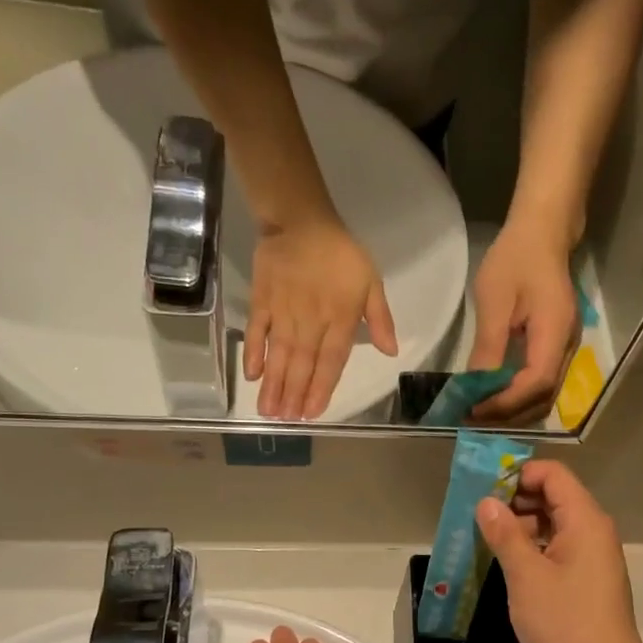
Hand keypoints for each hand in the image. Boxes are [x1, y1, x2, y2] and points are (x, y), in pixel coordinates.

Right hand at [245, 218, 397, 419]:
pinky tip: (252, 375)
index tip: (312, 412)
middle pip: (302, 363)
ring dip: (274, 384)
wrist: (301, 221)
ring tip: (268, 410)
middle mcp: (311, 321)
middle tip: (286, 421)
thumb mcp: (371, 282)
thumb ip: (381, 319)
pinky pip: (258, 330)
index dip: (321, 388)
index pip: (331, 361)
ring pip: (279, 354)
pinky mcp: (262, 301)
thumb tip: (391, 352)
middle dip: (294, 394)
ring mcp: (284, 312)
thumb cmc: (341, 254)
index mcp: (340, 319)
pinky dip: (254, 352)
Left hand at [469, 222, 579, 423]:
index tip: (474, 408)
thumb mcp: (494, 300)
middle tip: (472, 417)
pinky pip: (542, 383)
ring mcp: (567, 349)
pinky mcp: (559, 347)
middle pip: (544, 397)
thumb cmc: (516, 259)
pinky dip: (519, 396)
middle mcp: (568, 347)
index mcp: (555, 333)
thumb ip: (488, 347)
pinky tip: (496, 395)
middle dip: (508, 413)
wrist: (543, 233)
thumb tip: (475, 386)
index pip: (537, 383)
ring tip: (480, 411)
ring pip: (545, 395)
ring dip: (514, 409)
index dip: (506, 402)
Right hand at [477, 462, 642, 642]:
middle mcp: (594, 530)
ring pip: (556, 524)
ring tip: (488, 540)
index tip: (485, 490)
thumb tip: (487, 503)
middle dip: (517, 500)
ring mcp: (594, 556)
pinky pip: (560, 547)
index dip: (519, 474)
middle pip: (555, 496)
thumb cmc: (565, 622)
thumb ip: (505, 534)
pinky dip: (535, 547)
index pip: (553, 475)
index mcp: (585, 520)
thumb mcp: (526, 576)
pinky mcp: (590, 578)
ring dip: (523, 525)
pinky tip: (510, 563)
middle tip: (479, 516)